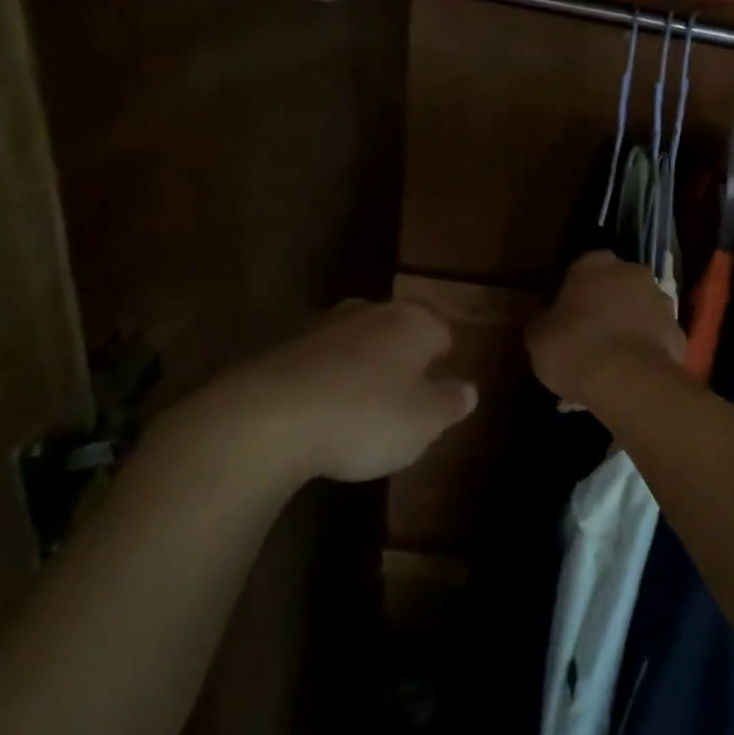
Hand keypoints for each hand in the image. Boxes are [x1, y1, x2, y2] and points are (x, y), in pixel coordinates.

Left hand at [165, 300, 477, 491]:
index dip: (445, 357)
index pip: (442, 330)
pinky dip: (324, 380)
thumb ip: (451, 403)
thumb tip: (469, 389)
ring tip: (361, 406)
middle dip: (402, 356)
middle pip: (396, 329)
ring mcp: (320, 327)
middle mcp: (368, 313)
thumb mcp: (425, 421)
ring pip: (354, 341)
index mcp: (411, 322)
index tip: (441, 385)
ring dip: (361, 366)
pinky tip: (321, 413)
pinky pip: (317, 362)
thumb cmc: (365, 416)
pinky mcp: (279, 349)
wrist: (265, 421)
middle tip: (405, 393)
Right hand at [527, 252, 683, 408]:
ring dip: (630, 326)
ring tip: (613, 361)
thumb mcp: (537, 337)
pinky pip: (657, 338)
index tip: (566, 316)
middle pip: (617, 285)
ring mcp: (661, 301)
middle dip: (607, 305)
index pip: (583, 268)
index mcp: (594, 264)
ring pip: (641, 310)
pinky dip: (648, 350)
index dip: (575, 292)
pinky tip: (633, 374)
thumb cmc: (573, 349)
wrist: (627, 380)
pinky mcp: (679, 332)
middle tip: (590, 337)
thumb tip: (547, 320)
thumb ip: (544, 321)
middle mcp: (633, 273)